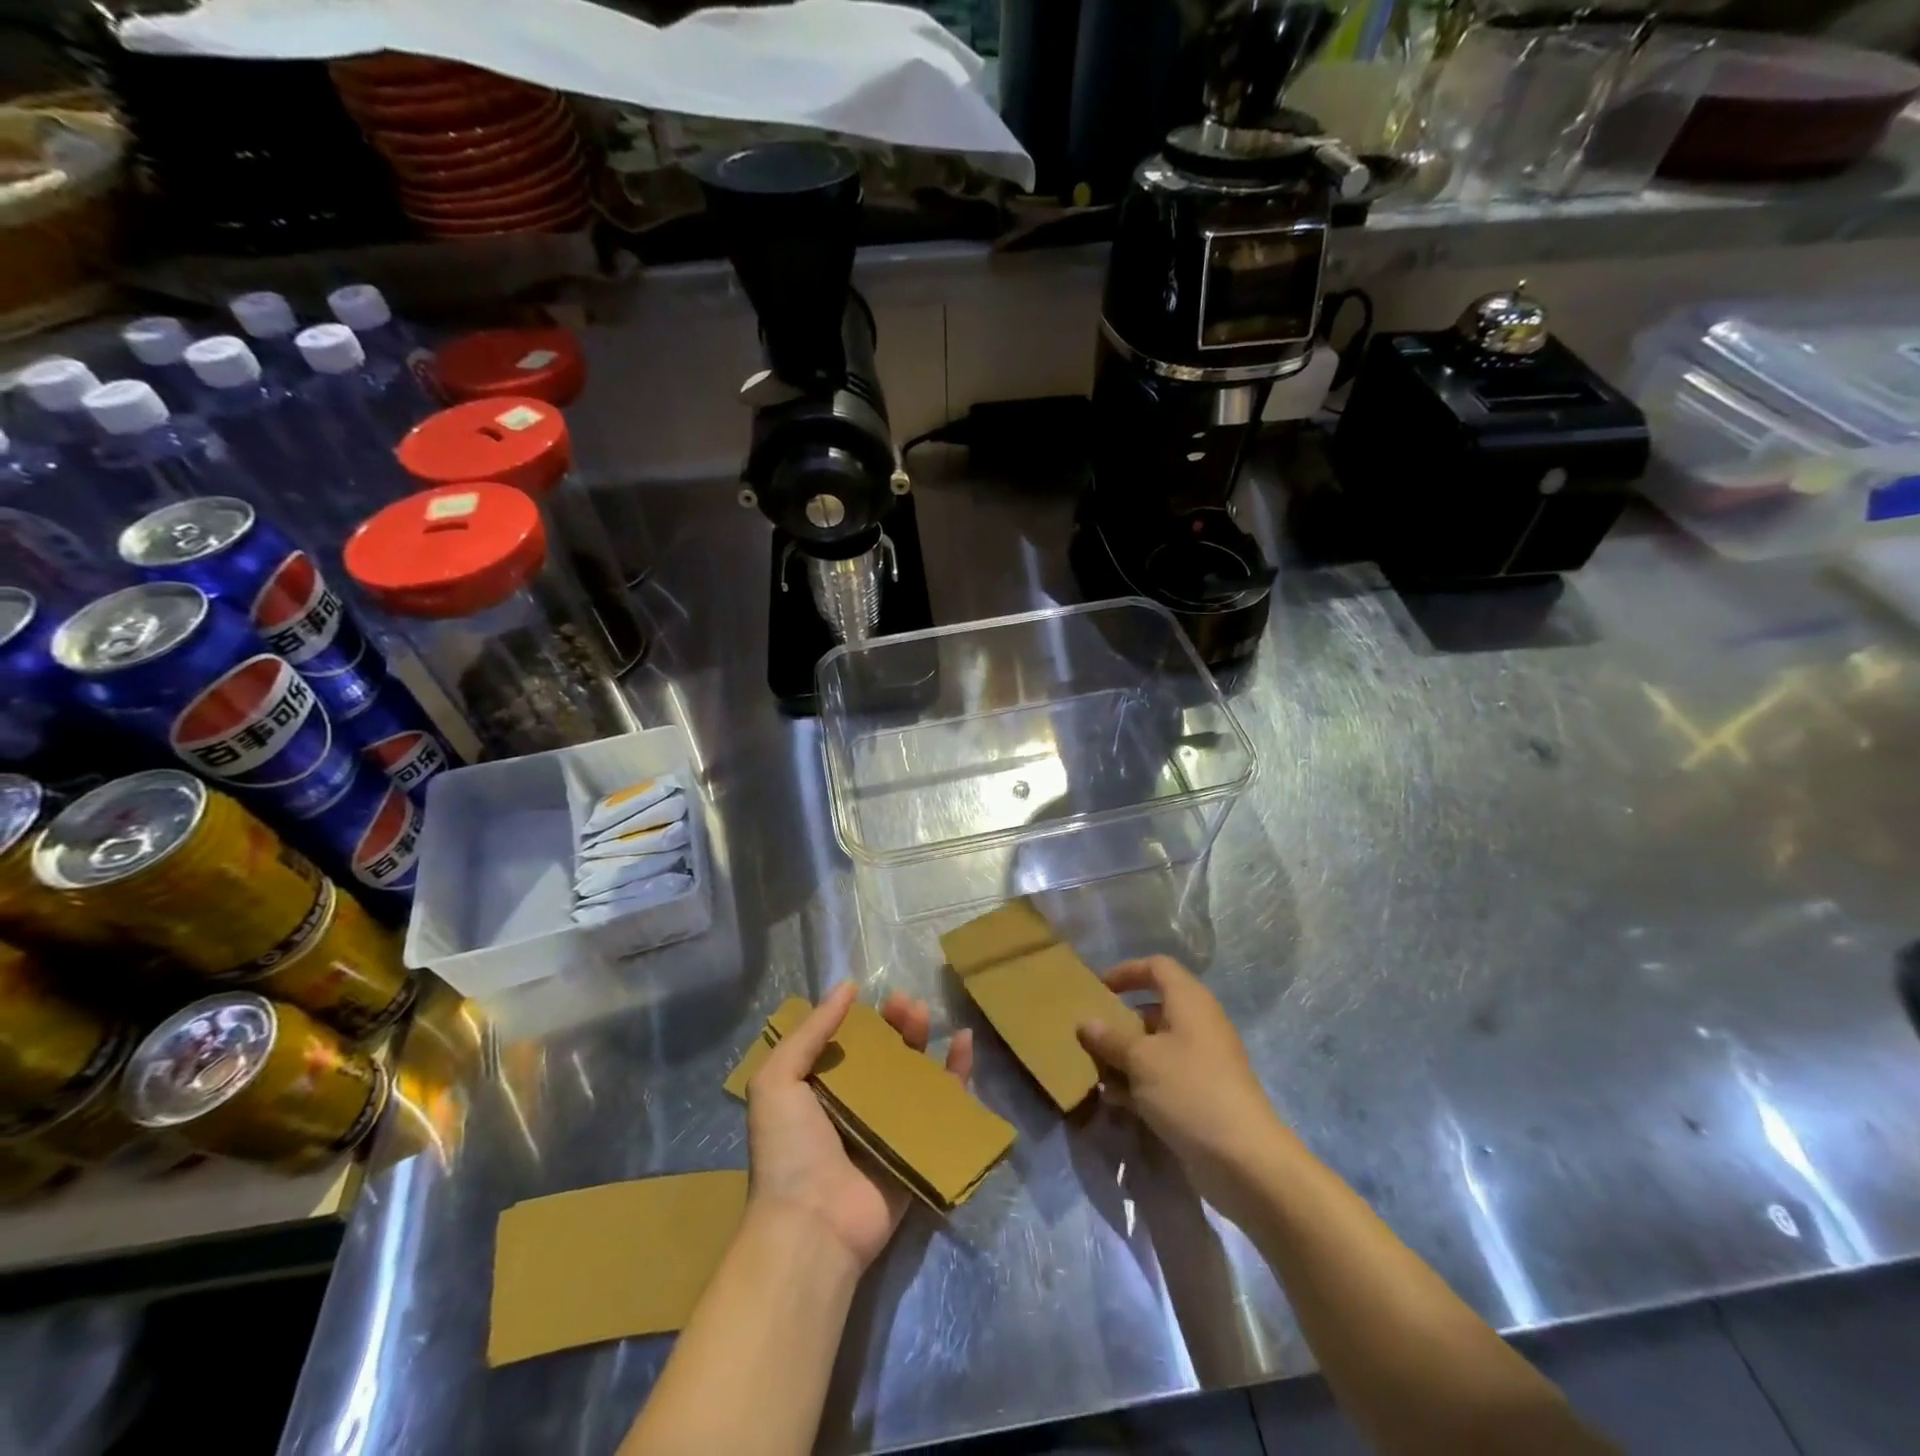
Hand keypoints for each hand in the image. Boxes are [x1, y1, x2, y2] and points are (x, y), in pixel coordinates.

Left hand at [746, 981, 973, 1275]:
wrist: (813, 1227)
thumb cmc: (789, 1150)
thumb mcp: (778, 1080)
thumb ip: (810, 1031)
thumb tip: (847, 987)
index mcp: (821, 1093)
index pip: (849, 1045)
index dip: (865, 1019)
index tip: (877, 998)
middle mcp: (856, 1108)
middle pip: (885, 1055)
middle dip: (896, 1025)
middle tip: (906, 1005)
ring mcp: (890, 1129)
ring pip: (915, 1075)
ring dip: (923, 1041)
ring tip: (925, 1015)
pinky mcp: (920, 1149)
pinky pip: (945, 1107)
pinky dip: (957, 1073)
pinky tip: (963, 1042)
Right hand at [1076, 956, 1285, 1217]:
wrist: (1244, 1160)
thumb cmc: (1189, 1090)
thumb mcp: (1141, 1059)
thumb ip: (1110, 1038)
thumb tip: (1086, 1023)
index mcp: (1189, 1001)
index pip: (1157, 967)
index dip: (1127, 971)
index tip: (1097, 988)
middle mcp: (1198, 1025)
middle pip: (1153, 1008)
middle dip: (1119, 1021)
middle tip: (1089, 1035)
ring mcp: (1202, 1062)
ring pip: (1155, 1047)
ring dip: (1124, 1056)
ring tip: (1093, 1071)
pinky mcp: (1201, 1095)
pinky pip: (1163, 1077)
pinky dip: (1139, 1083)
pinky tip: (1113, 1101)